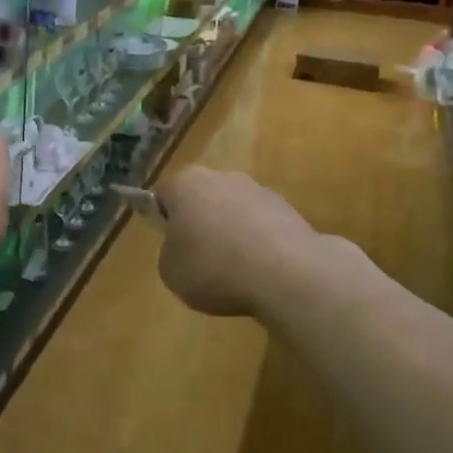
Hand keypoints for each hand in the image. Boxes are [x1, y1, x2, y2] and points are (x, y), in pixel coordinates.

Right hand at [154, 166, 317, 317]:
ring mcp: (259, 190)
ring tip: (235, 271)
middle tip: (200, 258)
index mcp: (186, 184)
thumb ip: (170, 252)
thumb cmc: (214, 268)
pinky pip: (262, 226)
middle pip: (202, 198)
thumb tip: (184, 248)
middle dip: (200, 222)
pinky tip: (261, 271)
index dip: (163, 221)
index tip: (171, 247)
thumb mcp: (170, 271)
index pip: (164, 195)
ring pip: (234, 210)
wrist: (286, 274)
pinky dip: (259, 243)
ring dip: (232, 232)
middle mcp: (222, 177)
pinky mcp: (289, 210)